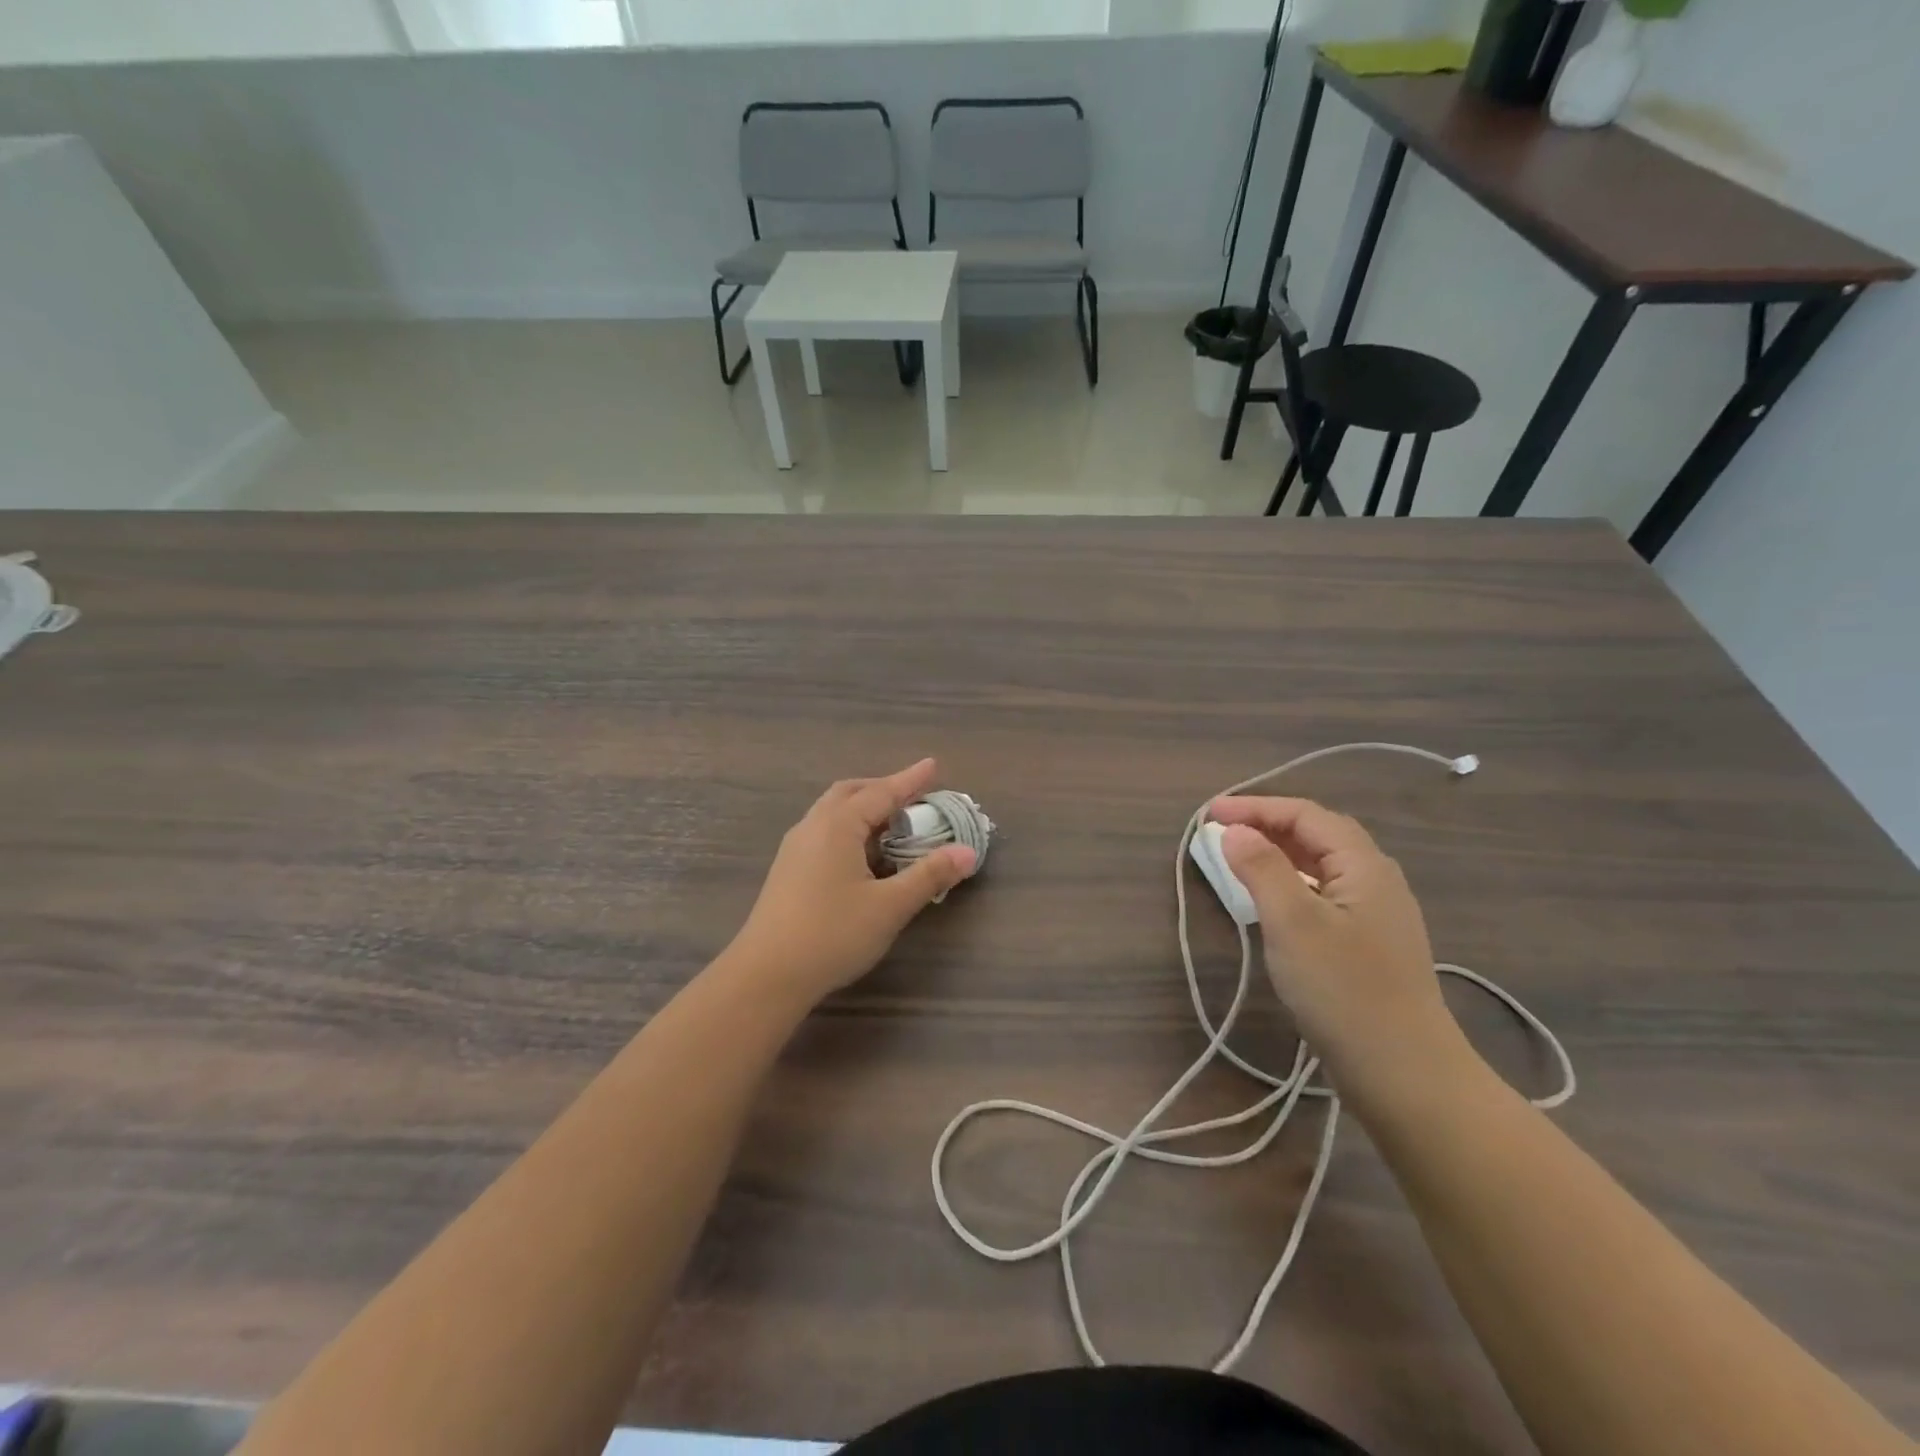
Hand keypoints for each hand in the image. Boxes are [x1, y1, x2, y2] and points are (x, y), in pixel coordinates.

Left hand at [726, 759, 977, 1007]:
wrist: (767, 975)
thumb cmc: (832, 934)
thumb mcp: (890, 906)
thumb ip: (929, 876)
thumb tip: (968, 852)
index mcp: (837, 826)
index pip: (882, 793)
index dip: (910, 780)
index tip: (933, 765)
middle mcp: (813, 827)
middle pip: (851, 793)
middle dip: (883, 788)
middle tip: (913, 794)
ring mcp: (795, 848)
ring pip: (833, 812)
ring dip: (864, 808)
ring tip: (891, 821)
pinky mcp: (788, 870)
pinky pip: (824, 831)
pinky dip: (850, 827)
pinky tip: (862, 853)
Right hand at [1210, 797, 1474, 1099]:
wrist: (1405, 1074)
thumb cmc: (1344, 990)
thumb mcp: (1293, 922)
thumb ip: (1262, 868)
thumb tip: (1234, 830)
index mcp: (1364, 865)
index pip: (1306, 815)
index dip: (1255, 807)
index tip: (1209, 815)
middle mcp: (1377, 880)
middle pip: (1319, 834)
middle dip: (1268, 824)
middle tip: (1222, 831)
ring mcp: (1377, 915)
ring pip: (1323, 865)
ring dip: (1280, 853)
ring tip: (1240, 858)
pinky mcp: (1370, 945)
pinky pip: (1326, 893)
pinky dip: (1292, 883)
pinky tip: (1274, 902)